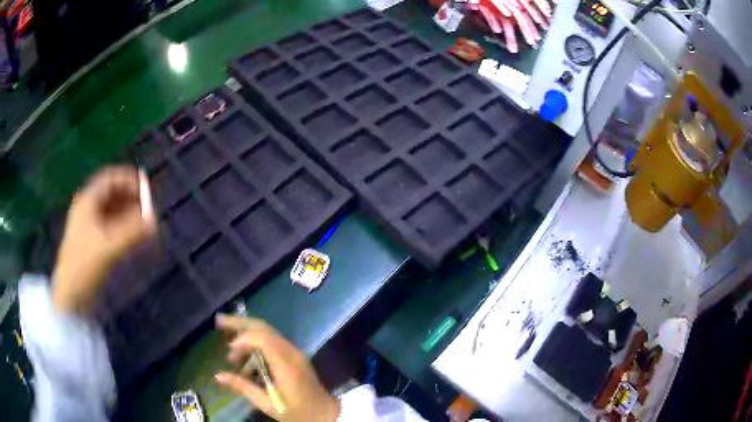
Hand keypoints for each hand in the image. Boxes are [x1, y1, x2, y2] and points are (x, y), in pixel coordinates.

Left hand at [52, 165, 156, 313]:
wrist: (71, 294)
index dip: (129, 179)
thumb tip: (154, 220)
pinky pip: (109, 226)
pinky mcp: (91, 242)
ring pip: (111, 211)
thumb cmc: (86, 265)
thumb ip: (133, 232)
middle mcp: (87, 209)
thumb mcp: (110, 247)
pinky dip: (122, 226)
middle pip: (111, 194)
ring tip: (144, 222)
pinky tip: (132, 235)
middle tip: (148, 206)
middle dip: (130, 197)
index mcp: (87, 201)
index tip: (146, 187)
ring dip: (128, 213)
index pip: (110, 179)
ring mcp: (88, 226)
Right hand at [214, 315, 339, 421]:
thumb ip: (243, 387)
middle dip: (240, 323)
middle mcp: (291, 353)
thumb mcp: (267, 404)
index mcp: (286, 364)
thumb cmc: (297, 412)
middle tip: (219, 322)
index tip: (230, 349)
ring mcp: (295, 353)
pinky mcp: (295, 356)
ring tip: (231, 355)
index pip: (263, 338)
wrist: (326, 415)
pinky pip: (273, 343)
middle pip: (264, 328)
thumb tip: (218, 375)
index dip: (243, 338)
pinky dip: (256, 344)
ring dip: (247, 337)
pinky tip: (246, 360)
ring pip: (268, 333)